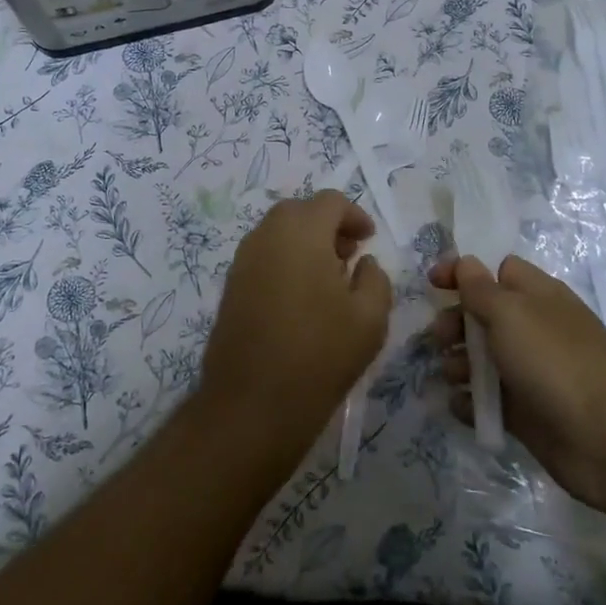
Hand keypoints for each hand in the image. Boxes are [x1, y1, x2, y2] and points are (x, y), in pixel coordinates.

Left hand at [200, 190, 393, 460]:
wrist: (252, 403)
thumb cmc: (320, 354)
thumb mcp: (370, 317)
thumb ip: (375, 278)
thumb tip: (362, 262)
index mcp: (301, 232)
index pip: (330, 201)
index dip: (354, 215)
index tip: (369, 240)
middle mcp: (266, 235)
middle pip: (300, 211)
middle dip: (327, 225)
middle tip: (349, 255)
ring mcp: (243, 260)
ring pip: (278, 232)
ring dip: (305, 242)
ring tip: (328, 279)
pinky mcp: (231, 286)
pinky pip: (263, 256)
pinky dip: (285, 260)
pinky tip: (301, 297)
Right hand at [428, 255, 605, 510]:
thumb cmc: (554, 360)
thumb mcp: (510, 312)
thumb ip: (480, 288)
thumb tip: (466, 264)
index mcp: (536, 295)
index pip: (497, 270)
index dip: (464, 272)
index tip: (432, 283)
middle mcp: (533, 329)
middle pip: (484, 315)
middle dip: (455, 323)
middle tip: (440, 338)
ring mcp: (531, 372)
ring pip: (483, 359)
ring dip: (458, 363)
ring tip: (451, 375)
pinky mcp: (526, 412)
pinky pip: (488, 400)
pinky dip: (470, 402)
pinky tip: (460, 405)